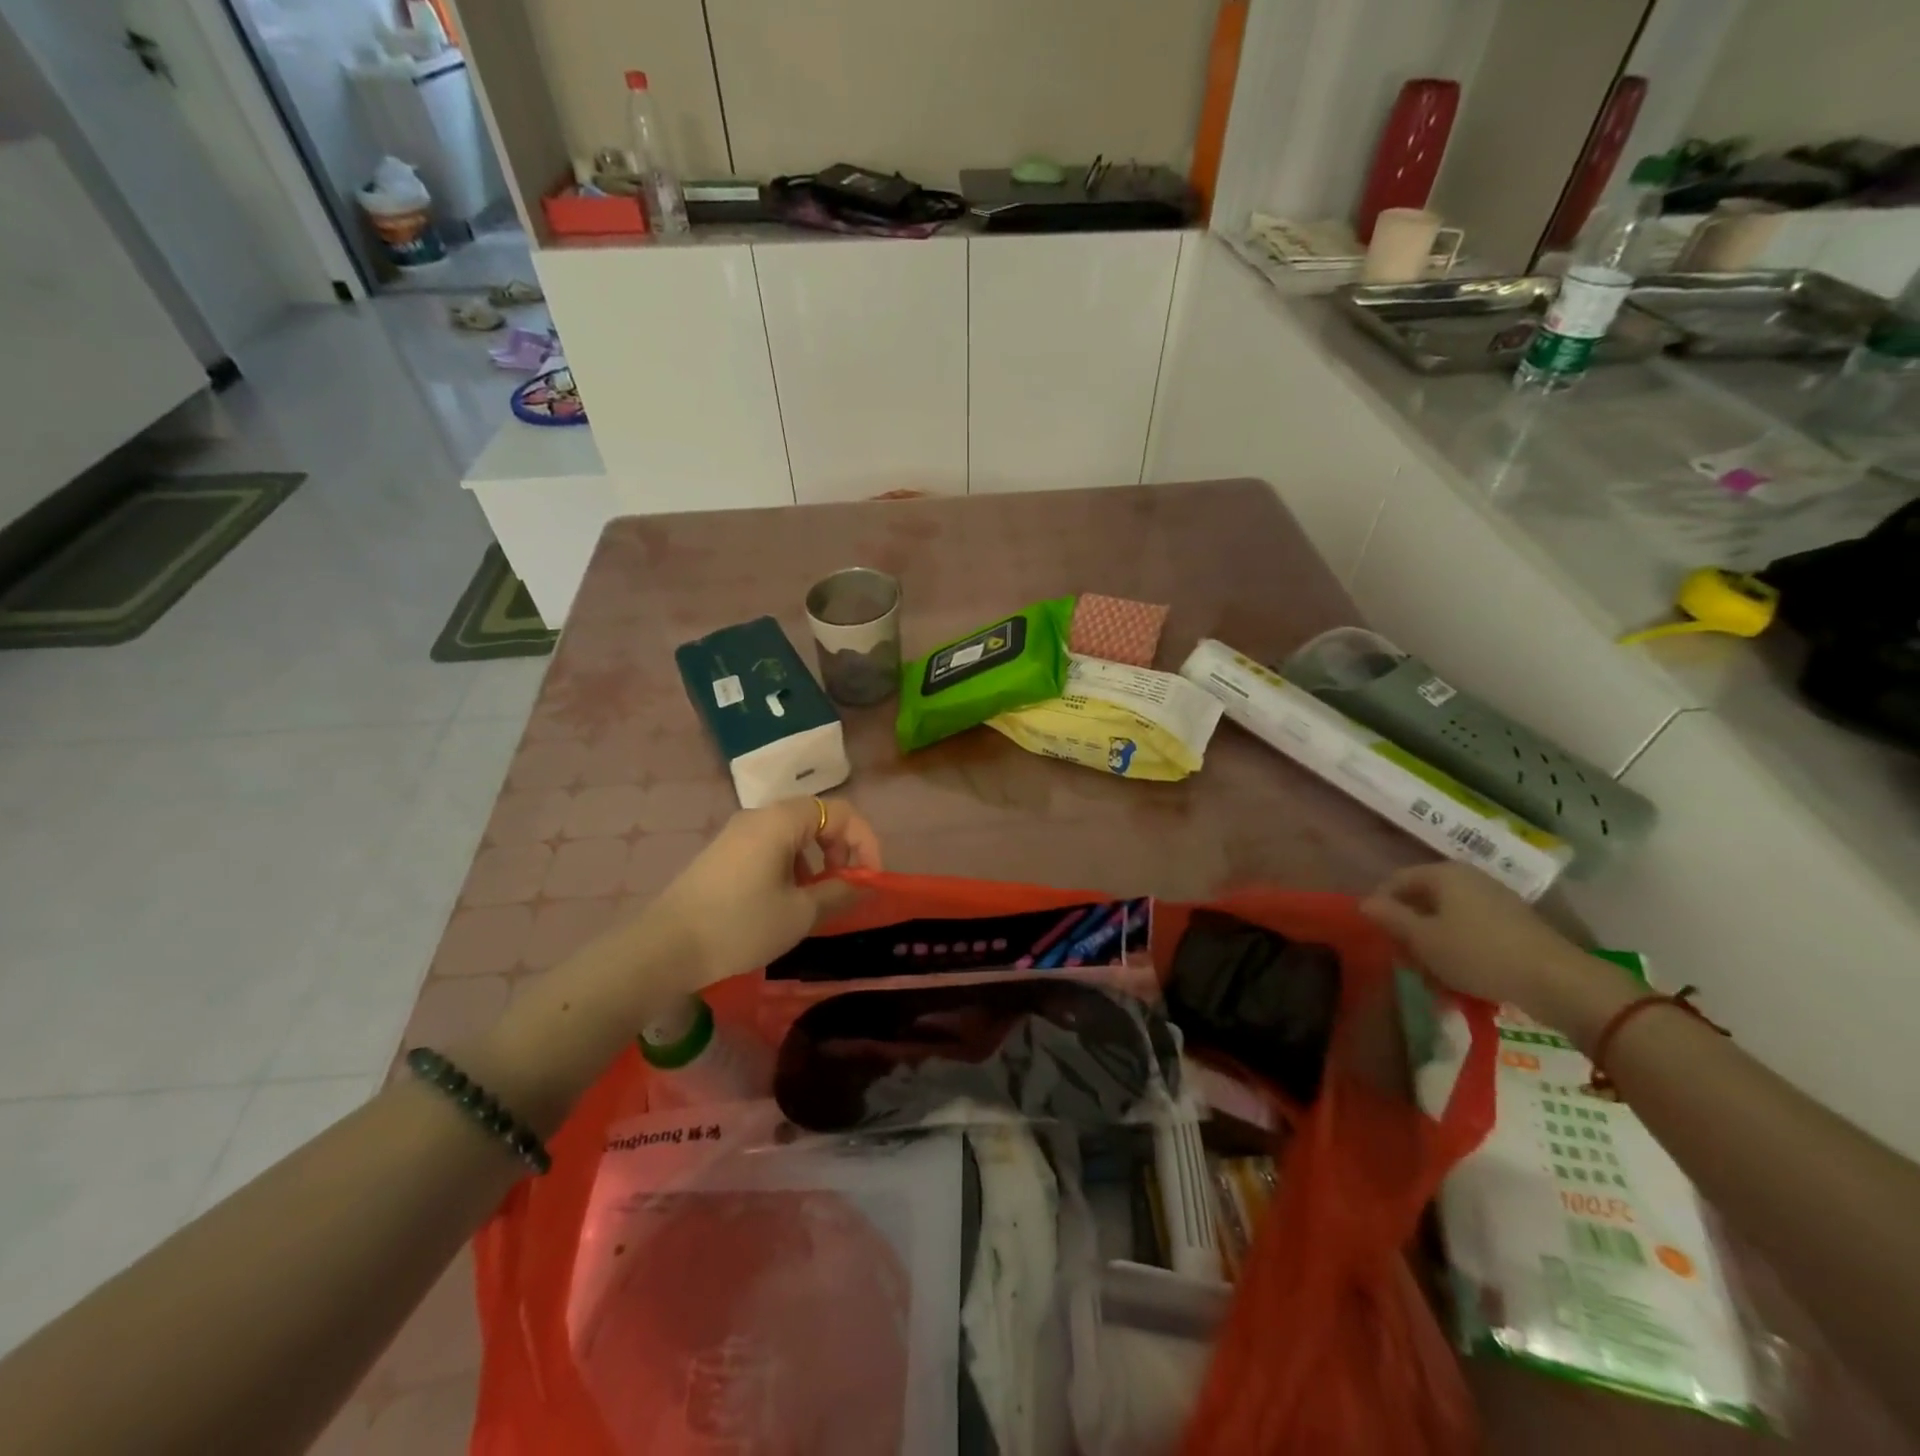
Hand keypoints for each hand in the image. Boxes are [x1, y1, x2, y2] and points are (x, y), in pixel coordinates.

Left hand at [641, 797, 882, 987]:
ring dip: (816, 860)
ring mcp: (737, 834)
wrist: (664, 948)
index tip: (869, 879)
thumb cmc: (741, 924)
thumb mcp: (799, 913)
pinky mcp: (722, 854)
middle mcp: (759, 817)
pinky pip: (770, 848)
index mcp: (782, 820)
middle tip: (845, 886)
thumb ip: (839, 893)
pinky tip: (783, 901)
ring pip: (793, 835)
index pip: (841, 812)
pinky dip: (791, 866)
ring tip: (815, 899)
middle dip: (841, 849)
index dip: (865, 841)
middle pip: (817, 818)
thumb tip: (863, 885)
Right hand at [1360, 863, 1627, 1038]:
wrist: (1558, 981)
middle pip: (1423, 900)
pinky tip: (1460, 978)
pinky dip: (1459, 949)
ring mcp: (1495, 899)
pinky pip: (1472, 930)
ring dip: (1433, 945)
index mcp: (1443, 874)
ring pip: (1447, 918)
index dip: (1380, 907)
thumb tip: (1364, 903)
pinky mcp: (1515, 923)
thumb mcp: (1423, 939)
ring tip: (1432, 976)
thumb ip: (1390, 918)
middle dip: (1409, 930)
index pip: (1396, 881)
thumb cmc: (1478, 953)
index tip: (1378, 937)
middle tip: (1404, 961)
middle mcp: (1469, 878)